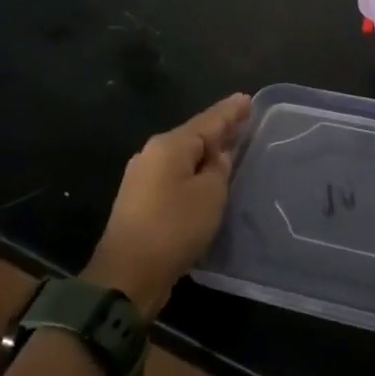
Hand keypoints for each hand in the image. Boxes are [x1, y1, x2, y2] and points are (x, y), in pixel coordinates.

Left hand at [84, 93, 251, 317]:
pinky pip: (175, 175)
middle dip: (219, 129)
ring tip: (231, 147)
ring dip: (206, 152)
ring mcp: (143, 178)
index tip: (248, 99)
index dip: (230, 111)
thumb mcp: (209, 195)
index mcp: (169, 146)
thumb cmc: (173, 228)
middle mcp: (152, 155)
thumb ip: (218, 169)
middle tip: (244, 120)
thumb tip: (216, 157)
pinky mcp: (140, 202)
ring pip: (183, 156)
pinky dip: (194, 171)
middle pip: (193, 135)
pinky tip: (208, 176)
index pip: (208, 121)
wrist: (126, 276)